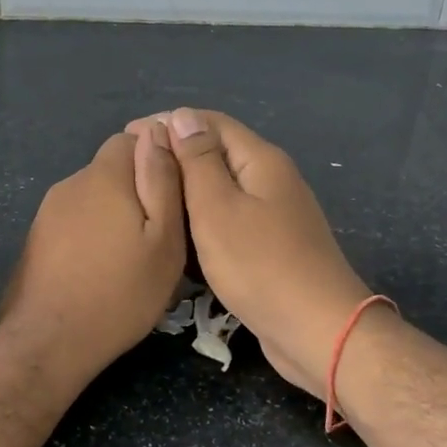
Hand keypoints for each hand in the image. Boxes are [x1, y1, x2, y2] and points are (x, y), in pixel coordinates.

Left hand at [0, 123, 186, 384]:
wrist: (49, 340)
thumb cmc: (120, 292)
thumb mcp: (163, 239)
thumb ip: (162, 180)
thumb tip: (157, 130)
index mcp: (104, 176)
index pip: (133, 137)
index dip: (159, 158)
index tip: (178, 192)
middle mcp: (72, 183)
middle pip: (113, 168)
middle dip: (138, 189)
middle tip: (161, 233)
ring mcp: (49, 211)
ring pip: (94, 196)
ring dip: (115, 214)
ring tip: (134, 256)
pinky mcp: (38, 237)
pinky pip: (76, 220)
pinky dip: (94, 234)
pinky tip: (103, 268)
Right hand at [138, 108, 370, 398]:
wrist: (317, 330)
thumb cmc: (260, 265)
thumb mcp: (217, 207)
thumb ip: (198, 160)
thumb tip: (183, 116)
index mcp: (261, 160)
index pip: (210, 122)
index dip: (169, 122)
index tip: (130, 135)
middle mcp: (271, 178)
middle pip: (217, 152)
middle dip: (175, 155)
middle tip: (132, 172)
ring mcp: (275, 213)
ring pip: (222, 188)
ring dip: (187, 189)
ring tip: (149, 200)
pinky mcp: (272, 244)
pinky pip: (230, 217)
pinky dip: (202, 218)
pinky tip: (179, 233)